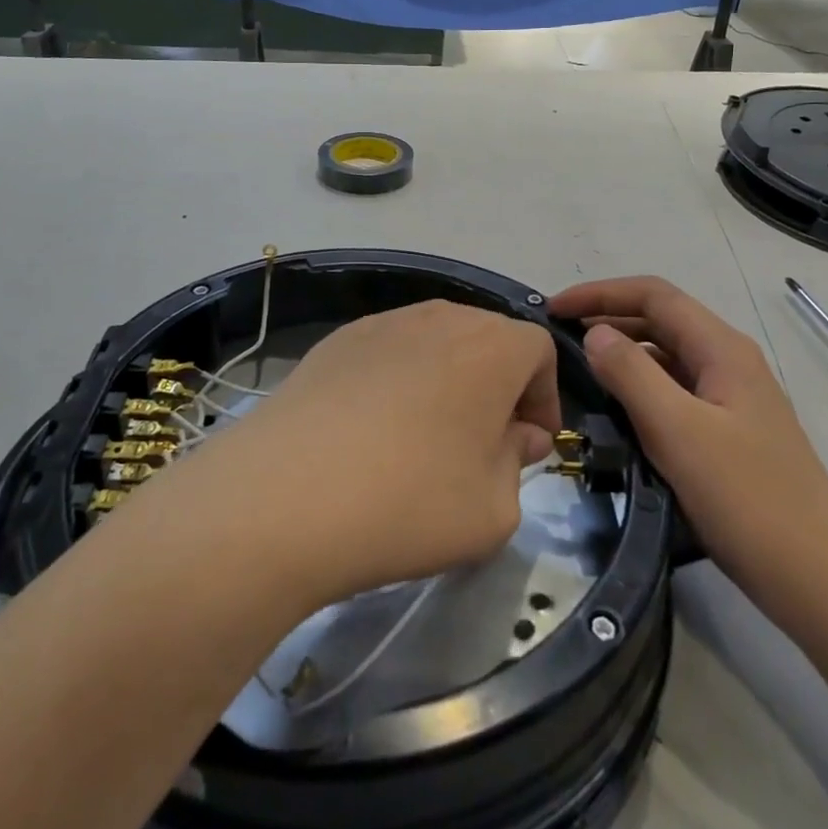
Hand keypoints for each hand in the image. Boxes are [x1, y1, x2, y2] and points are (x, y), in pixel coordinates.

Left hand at [207, 301, 557, 604]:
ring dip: (448, 381)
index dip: (544, 397)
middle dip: (499, 386)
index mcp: (490, 346)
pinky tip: (373, 431)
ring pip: (436, 342)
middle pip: (487, 338)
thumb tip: (516, 435)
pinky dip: (398, 380)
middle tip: (484, 444)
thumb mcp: (493, 510)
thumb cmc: (408, 503)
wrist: (283, 496)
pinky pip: (388, 352)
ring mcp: (380, 323)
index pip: (539, 350)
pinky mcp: (335, 341)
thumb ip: (518, 463)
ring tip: (426, 437)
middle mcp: (438, 317)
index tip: (530, 445)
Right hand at [550, 276, 827, 617]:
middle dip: (607, 317)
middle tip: (556, 337)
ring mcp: (730, 398)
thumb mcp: (678, 430)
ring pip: (666, 356)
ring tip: (576, 368)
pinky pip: (673, 391)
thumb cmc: (747, 497)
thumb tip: (594, 333)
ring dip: (621, 352)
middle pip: (660, 320)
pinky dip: (638, 386)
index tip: (554, 309)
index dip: (600, 293)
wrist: (818, 575)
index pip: (654, 295)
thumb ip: (631, 375)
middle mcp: (727, 362)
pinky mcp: (726, 432)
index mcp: (721, 349)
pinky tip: (614, 409)